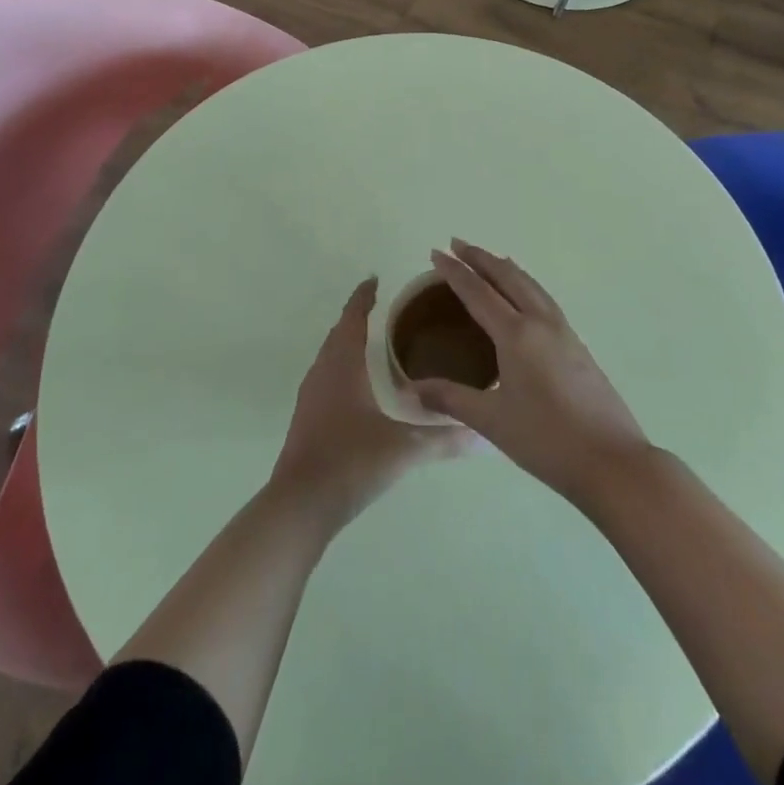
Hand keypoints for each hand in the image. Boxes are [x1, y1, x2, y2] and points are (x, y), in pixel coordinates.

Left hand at [270, 277, 471, 527]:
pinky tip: (359, 386)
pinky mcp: (307, 418)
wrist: (300, 505)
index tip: (375, 279)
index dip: (363, 298)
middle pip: (339, 333)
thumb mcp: (403, 450)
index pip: (353, 318)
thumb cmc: (350, 462)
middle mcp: (323, 372)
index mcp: (343, 366)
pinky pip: (326, 377)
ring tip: (374, 341)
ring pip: (330, 356)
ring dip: (348, 342)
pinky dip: (342, 367)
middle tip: (384, 308)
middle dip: (358, 317)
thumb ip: (444, 439)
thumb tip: (483, 435)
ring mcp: (310, 396)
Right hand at [414, 241, 650, 507]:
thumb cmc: (547, 441)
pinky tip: (525, 297)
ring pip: (530, 285)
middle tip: (457, 244)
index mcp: (516, 335)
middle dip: (481, 258)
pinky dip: (526, 284)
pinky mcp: (578, 345)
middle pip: (507, 277)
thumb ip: (451, 399)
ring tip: (490, 259)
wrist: (613, 462)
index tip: (436, 252)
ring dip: (506, 267)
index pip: (478, 292)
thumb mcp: (492, 422)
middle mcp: (541, 322)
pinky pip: (545, 299)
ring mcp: (564, 331)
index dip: (455, 271)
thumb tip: (412, 389)